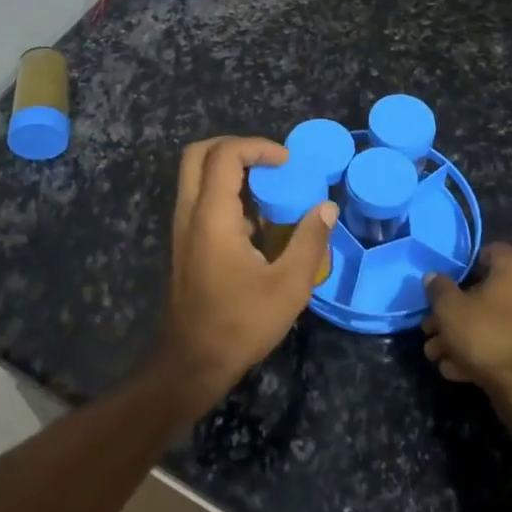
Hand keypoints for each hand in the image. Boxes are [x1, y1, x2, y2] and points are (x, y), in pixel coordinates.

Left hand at [157, 136, 337, 412]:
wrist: (192, 364)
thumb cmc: (240, 324)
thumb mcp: (289, 286)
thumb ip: (310, 241)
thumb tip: (327, 207)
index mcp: (212, 216)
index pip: (225, 154)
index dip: (257, 147)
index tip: (287, 163)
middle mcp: (190, 213)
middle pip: (199, 154)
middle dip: (236, 147)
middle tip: (270, 162)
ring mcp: (183, 228)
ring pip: (197, 176)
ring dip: (230, 170)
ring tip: (269, 189)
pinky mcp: (186, 244)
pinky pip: (201, 199)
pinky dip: (226, 193)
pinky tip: (258, 222)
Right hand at [422, 243, 511, 397]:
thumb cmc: (487, 334)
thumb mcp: (450, 308)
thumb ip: (439, 289)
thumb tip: (434, 278)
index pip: (487, 252)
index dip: (461, 266)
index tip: (442, 284)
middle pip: (485, 292)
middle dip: (453, 311)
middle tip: (429, 327)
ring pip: (492, 321)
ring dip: (462, 334)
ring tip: (435, 353)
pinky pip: (504, 341)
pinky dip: (481, 351)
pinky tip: (454, 368)